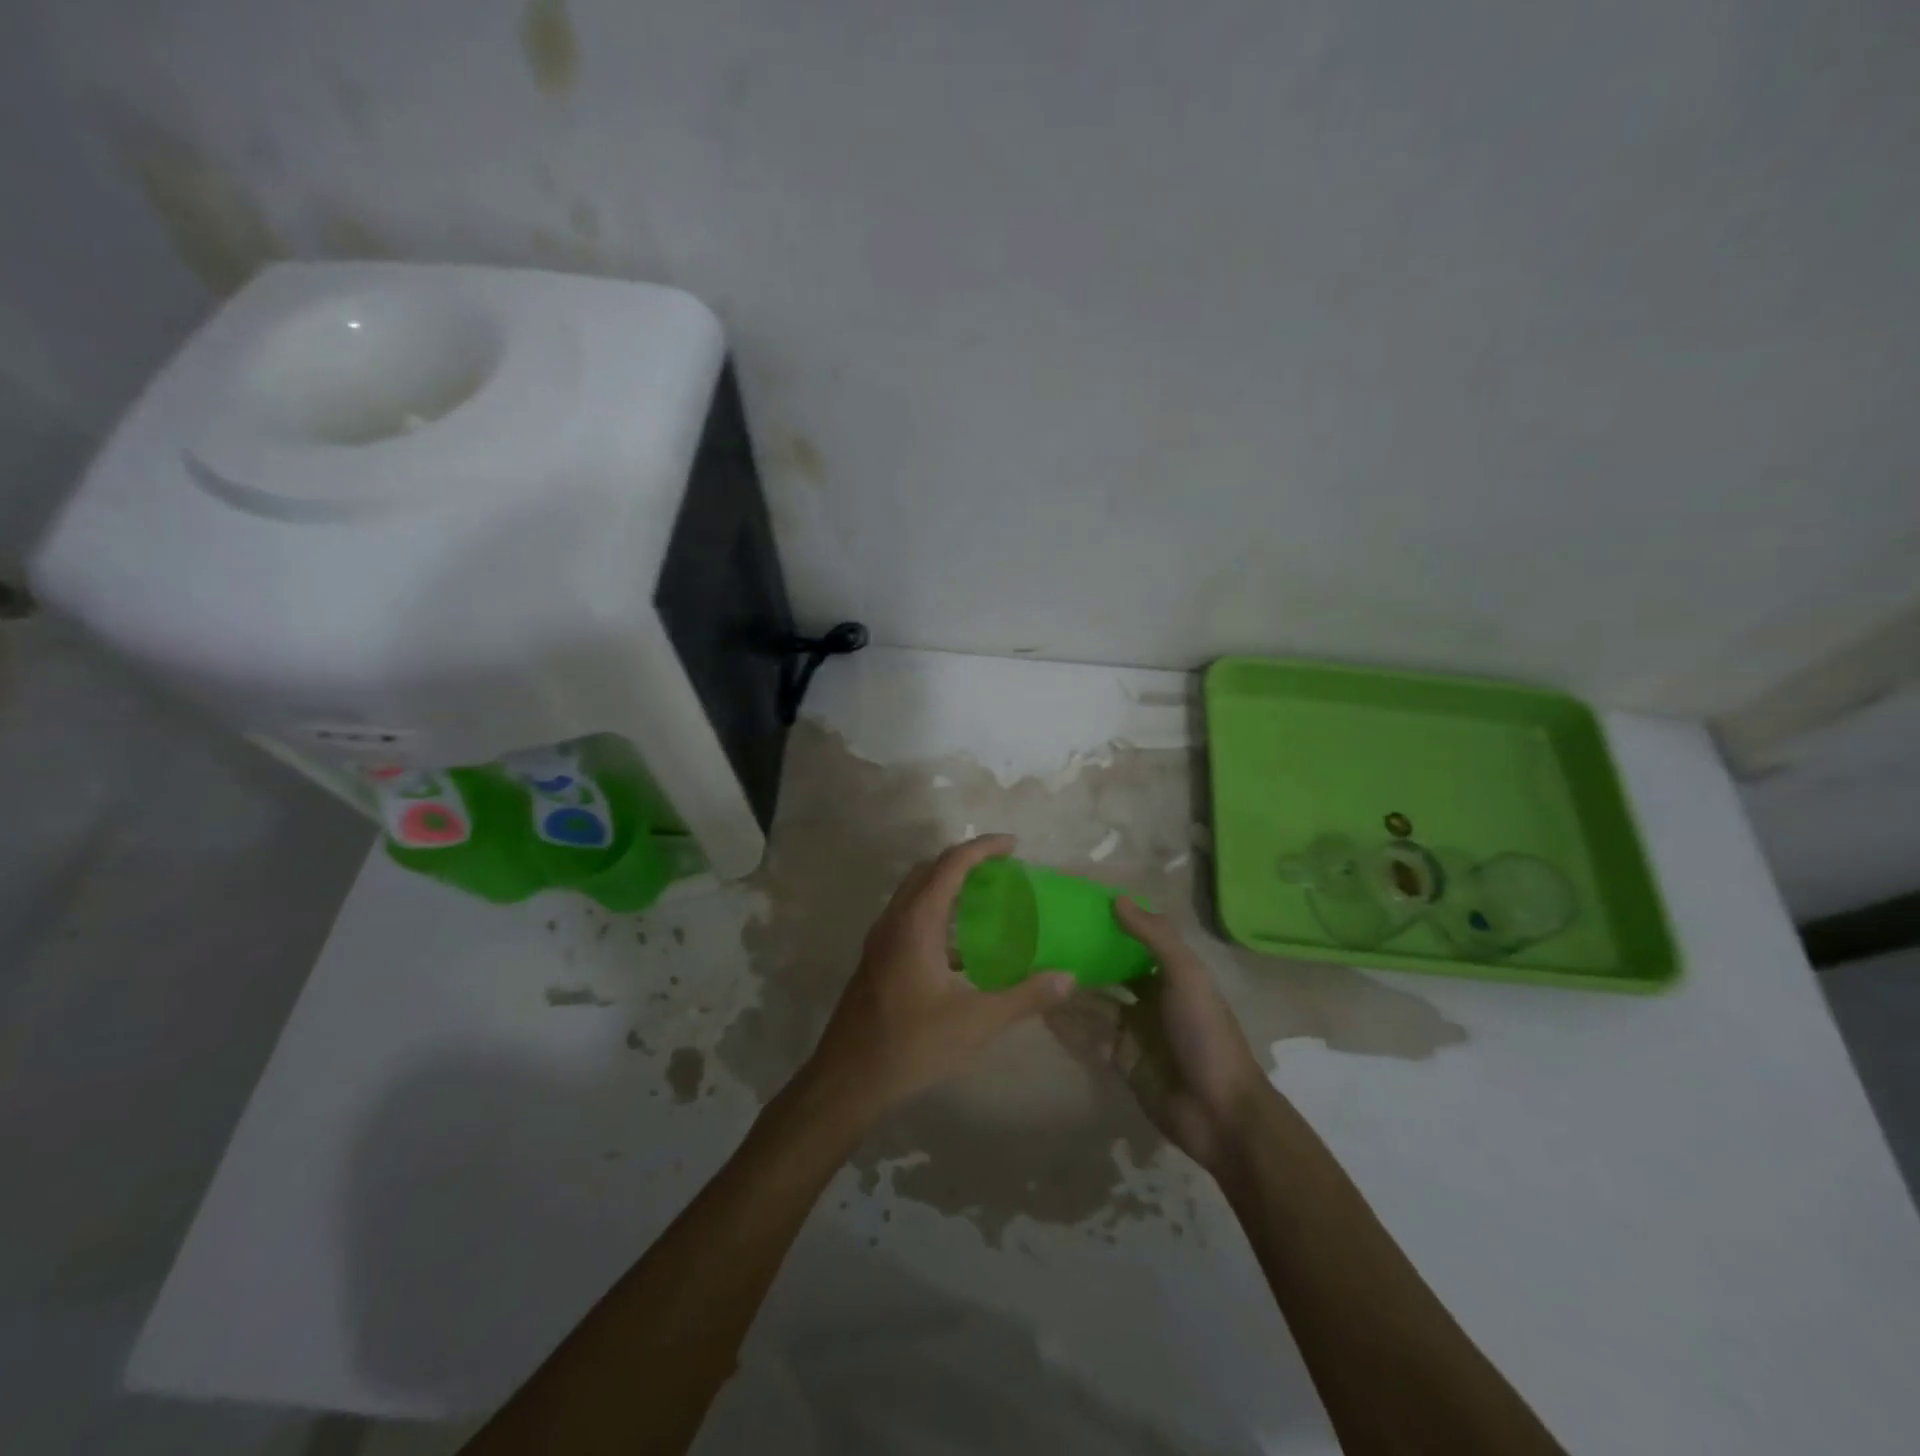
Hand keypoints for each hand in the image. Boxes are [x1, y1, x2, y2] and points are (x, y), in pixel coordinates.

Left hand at [805, 835, 1076, 1121]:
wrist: (848, 1078)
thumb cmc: (912, 1044)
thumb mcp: (977, 1022)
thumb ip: (1025, 997)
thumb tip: (1068, 978)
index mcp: (917, 922)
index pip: (951, 864)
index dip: (983, 848)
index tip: (1013, 845)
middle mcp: (895, 919)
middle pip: (929, 870)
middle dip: (965, 861)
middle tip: (1002, 869)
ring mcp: (881, 939)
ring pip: (916, 893)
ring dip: (948, 885)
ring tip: (986, 899)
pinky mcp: (878, 958)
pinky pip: (910, 917)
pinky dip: (937, 913)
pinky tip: (961, 947)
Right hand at [1046, 898, 1269, 1173]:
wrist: (1218, 1112)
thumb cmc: (1204, 1033)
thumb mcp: (1185, 976)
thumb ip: (1154, 936)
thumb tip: (1117, 899)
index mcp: (1171, 975)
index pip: (1135, 942)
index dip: (1109, 926)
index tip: (1074, 908)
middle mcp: (1151, 999)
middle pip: (1111, 972)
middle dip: (1083, 958)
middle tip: (1042, 940)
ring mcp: (1135, 1031)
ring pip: (1095, 1004)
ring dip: (1070, 990)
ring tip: (1031, 971)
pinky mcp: (1121, 1060)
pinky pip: (1089, 1036)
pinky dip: (1068, 1024)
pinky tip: (1040, 1009)